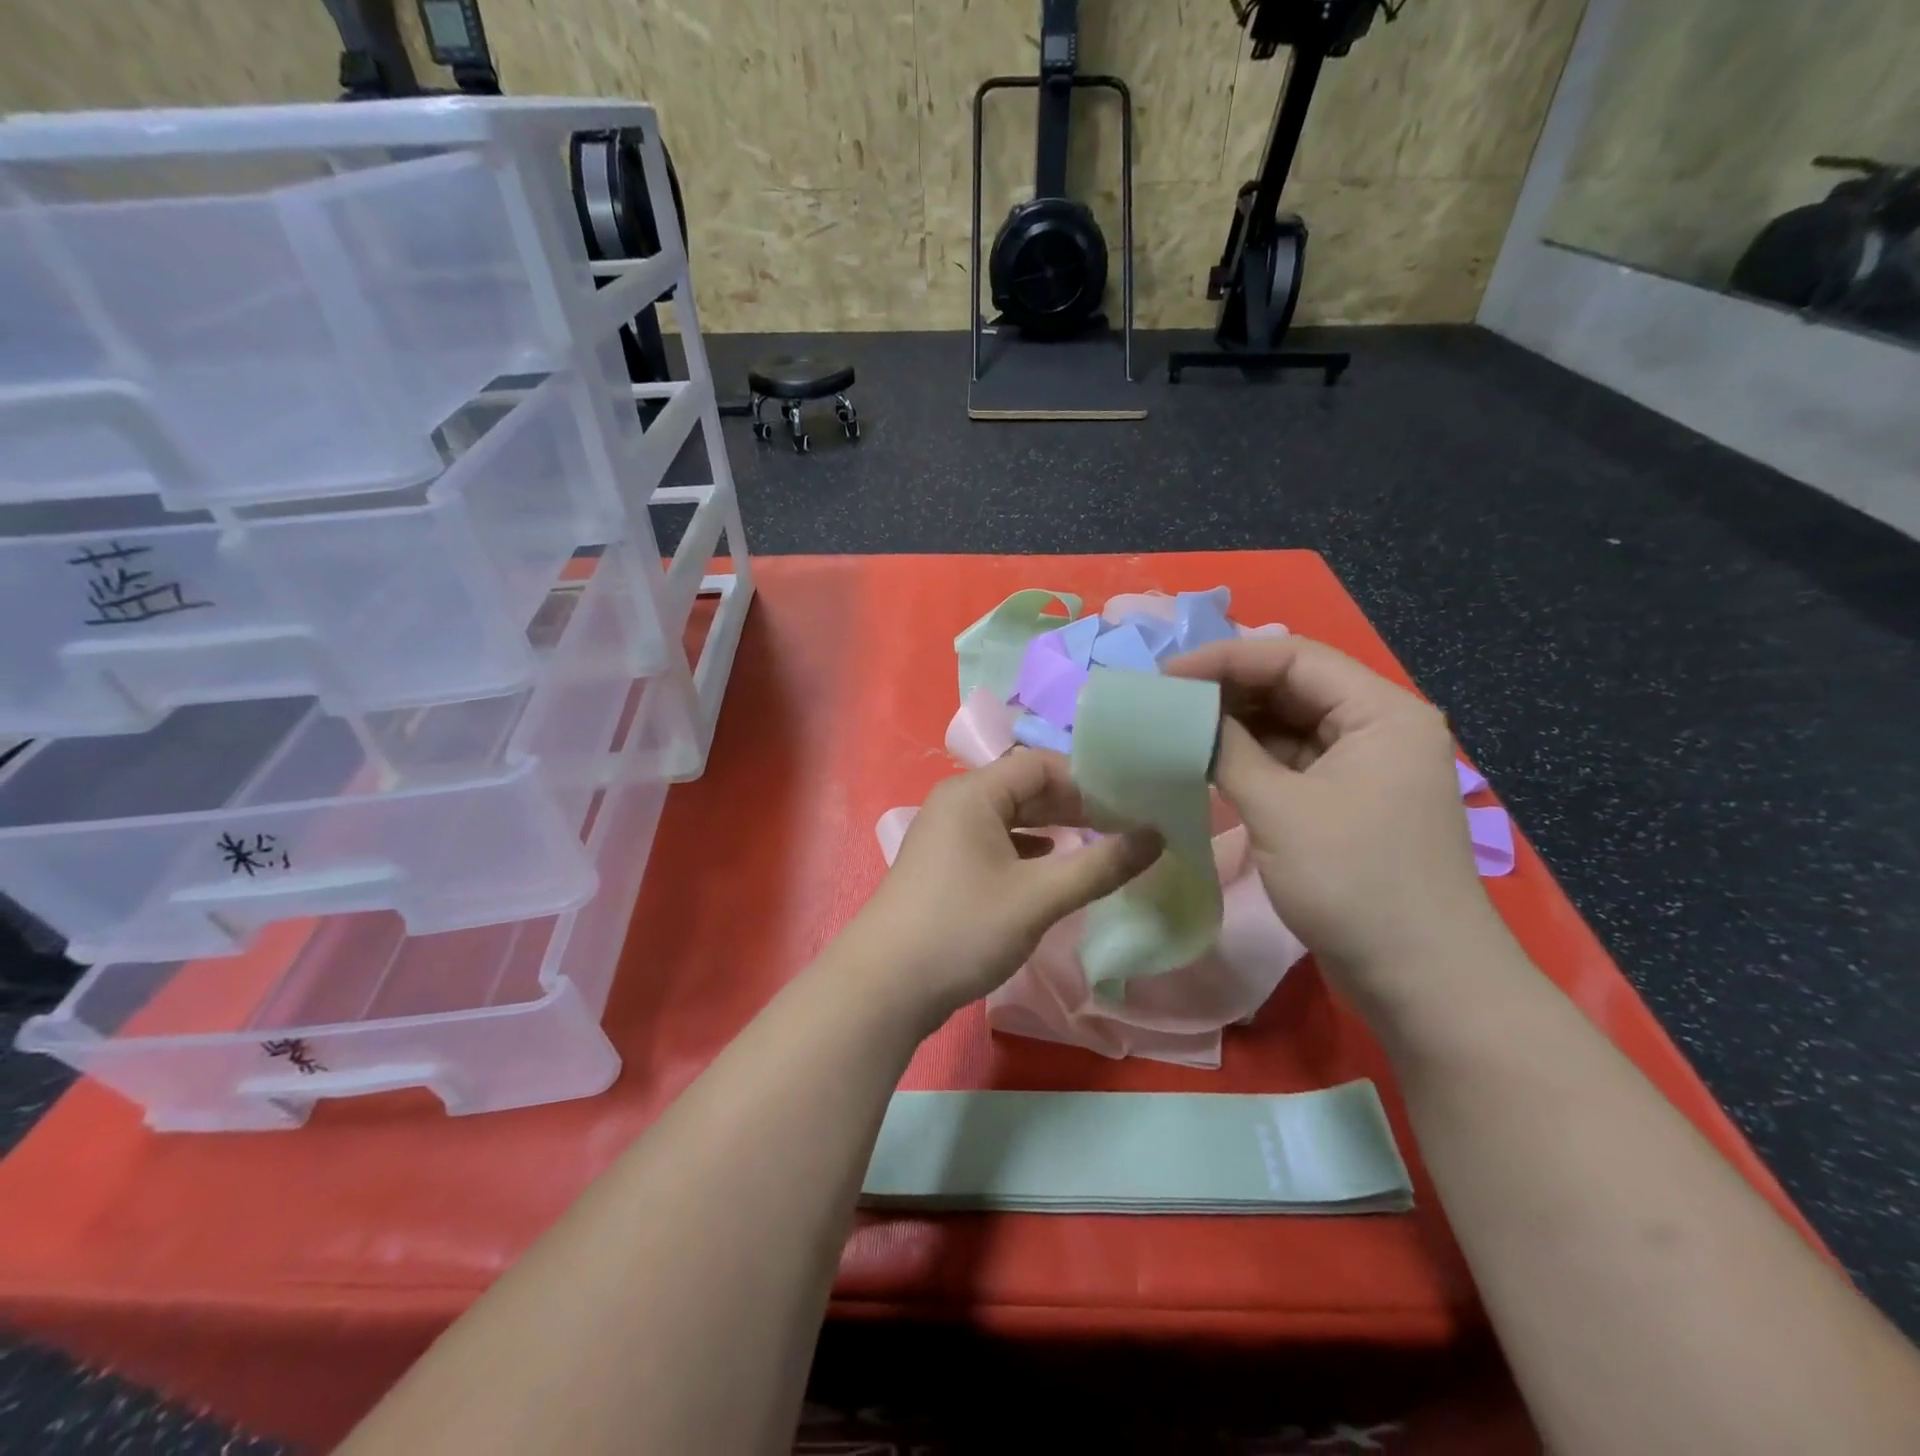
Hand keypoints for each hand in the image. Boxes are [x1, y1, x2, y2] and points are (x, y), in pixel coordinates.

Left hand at [850, 750, 1162, 1025]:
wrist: (885, 986)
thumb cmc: (963, 928)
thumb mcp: (1039, 898)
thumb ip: (1099, 866)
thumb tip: (1156, 835)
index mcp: (973, 793)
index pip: (1040, 764)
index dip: (1086, 781)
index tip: (1128, 806)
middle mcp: (956, 804)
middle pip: (1024, 788)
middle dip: (1073, 805)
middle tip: (1121, 828)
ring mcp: (946, 836)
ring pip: (1010, 818)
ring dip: (1052, 828)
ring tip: (1096, 846)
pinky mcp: (944, 867)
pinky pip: (994, 843)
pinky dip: (1027, 850)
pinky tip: (1050, 868)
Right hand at [1165, 635, 1502, 1020]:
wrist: (1421, 982)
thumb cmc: (1355, 883)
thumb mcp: (1280, 809)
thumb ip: (1227, 750)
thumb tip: (1183, 716)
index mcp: (1380, 712)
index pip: (1294, 658)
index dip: (1225, 659)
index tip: (1166, 675)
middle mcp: (1376, 729)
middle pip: (1292, 688)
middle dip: (1227, 691)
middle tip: (1164, 702)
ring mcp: (1362, 769)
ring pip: (1287, 727)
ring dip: (1234, 727)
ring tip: (1175, 729)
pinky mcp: (1345, 804)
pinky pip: (1290, 765)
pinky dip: (1248, 761)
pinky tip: (1205, 764)